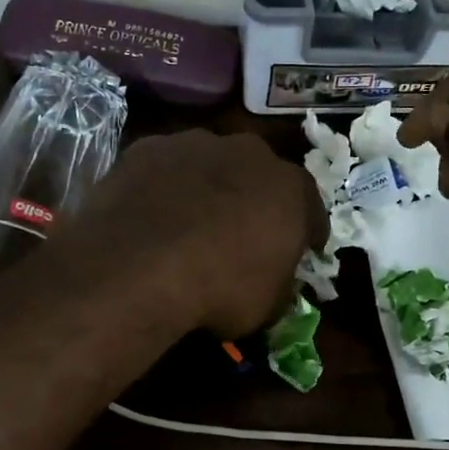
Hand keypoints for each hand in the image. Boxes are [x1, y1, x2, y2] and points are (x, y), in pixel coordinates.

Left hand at [64, 129, 326, 337]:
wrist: (139, 268)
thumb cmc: (220, 290)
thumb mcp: (269, 305)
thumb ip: (281, 282)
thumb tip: (276, 279)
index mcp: (292, 189)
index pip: (310, 210)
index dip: (305, 234)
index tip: (298, 252)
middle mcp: (249, 153)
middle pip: (258, 175)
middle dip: (253, 199)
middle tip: (239, 234)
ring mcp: (194, 144)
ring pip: (208, 164)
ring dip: (205, 187)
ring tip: (187, 224)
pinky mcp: (146, 148)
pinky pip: (163, 169)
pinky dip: (162, 187)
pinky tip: (149, 216)